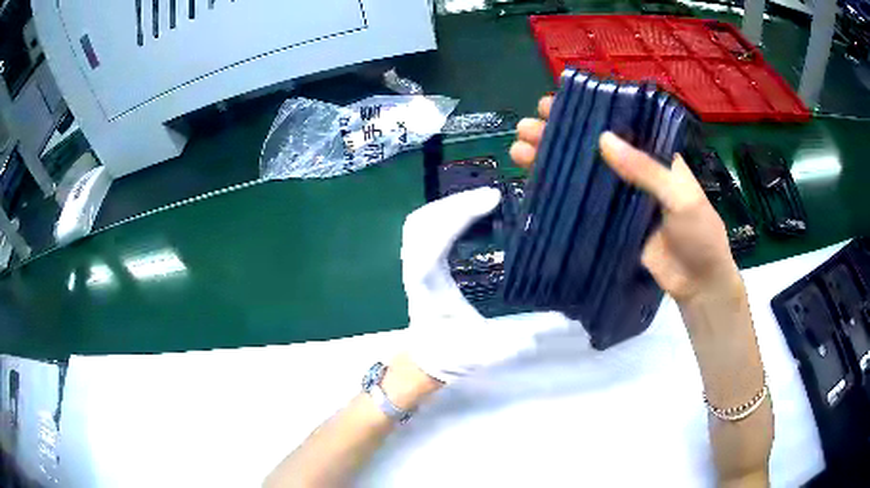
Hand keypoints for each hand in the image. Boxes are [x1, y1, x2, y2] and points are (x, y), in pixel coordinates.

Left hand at [401, 188, 571, 383]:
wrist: (425, 359)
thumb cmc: (450, 355)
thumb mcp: (485, 352)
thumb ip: (517, 341)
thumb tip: (561, 319)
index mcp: (429, 287)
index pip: (433, 242)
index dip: (457, 216)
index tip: (491, 200)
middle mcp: (416, 269)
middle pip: (422, 221)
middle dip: (455, 202)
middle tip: (491, 196)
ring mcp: (415, 263)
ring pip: (421, 221)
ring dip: (449, 204)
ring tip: (483, 200)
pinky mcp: (421, 261)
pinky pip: (426, 227)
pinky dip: (445, 212)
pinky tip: (469, 213)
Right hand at [510, 96, 740, 305]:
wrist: (697, 282)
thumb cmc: (699, 234)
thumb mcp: (681, 197)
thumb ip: (646, 170)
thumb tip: (603, 140)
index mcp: (654, 155)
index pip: (617, 124)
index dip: (587, 112)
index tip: (556, 103)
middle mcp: (633, 170)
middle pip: (592, 146)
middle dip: (559, 134)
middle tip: (527, 126)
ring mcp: (619, 197)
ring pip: (582, 172)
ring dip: (552, 159)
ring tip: (519, 149)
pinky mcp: (609, 223)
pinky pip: (582, 203)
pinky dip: (560, 192)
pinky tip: (535, 181)